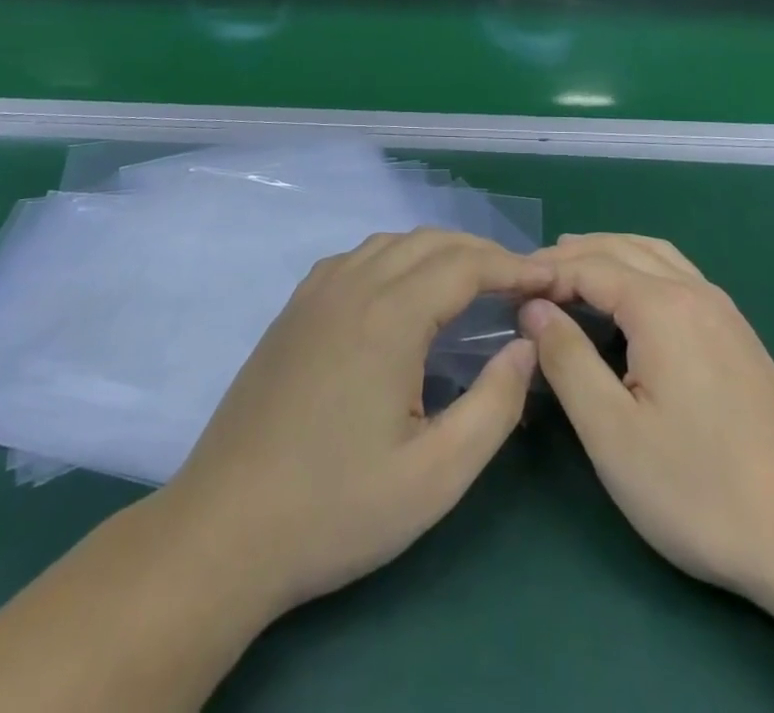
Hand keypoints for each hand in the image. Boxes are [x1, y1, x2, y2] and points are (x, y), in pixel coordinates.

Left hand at [156, 231, 552, 621]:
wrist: (223, 532)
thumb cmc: (336, 510)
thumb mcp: (436, 476)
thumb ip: (495, 405)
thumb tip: (528, 345)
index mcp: (389, 316)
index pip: (466, 265)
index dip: (513, 267)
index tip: (549, 280)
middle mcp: (352, 285)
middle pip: (431, 242)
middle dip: (483, 253)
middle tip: (520, 283)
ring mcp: (316, 293)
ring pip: (392, 242)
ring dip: (440, 251)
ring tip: (472, 282)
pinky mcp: (294, 309)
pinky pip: (357, 257)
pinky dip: (397, 257)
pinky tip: (404, 291)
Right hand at [520, 233, 773, 609]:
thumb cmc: (698, 487)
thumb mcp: (612, 432)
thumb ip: (567, 360)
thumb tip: (535, 309)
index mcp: (661, 306)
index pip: (589, 266)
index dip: (546, 272)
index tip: (509, 290)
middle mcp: (694, 291)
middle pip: (623, 248)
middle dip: (574, 254)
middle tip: (532, 275)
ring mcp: (723, 310)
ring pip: (656, 255)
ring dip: (610, 253)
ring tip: (572, 268)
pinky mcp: (738, 334)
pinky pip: (678, 274)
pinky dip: (641, 268)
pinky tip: (630, 298)